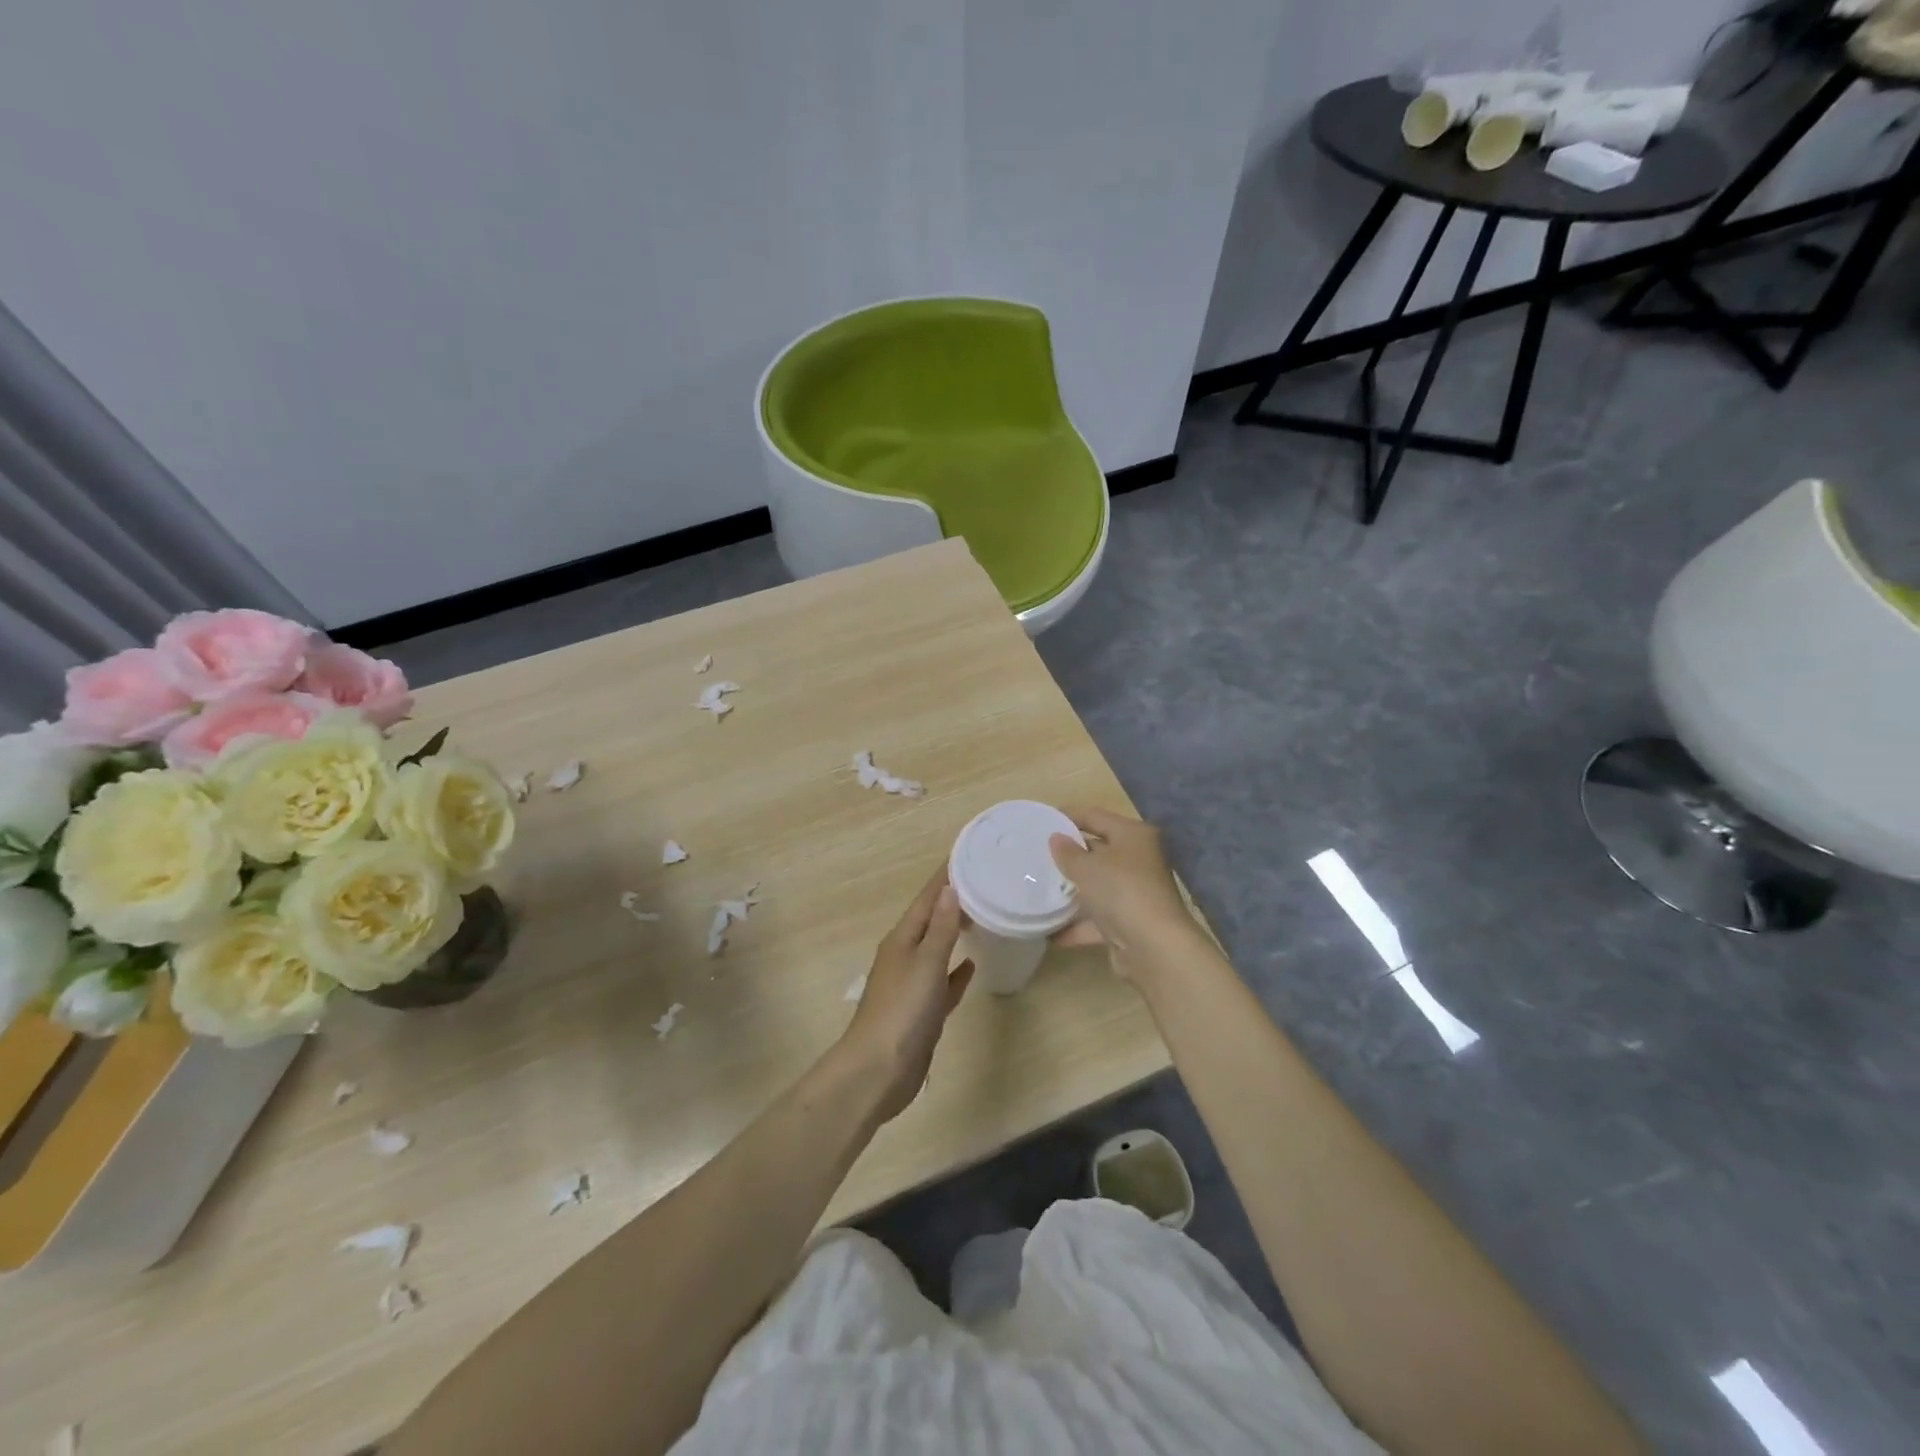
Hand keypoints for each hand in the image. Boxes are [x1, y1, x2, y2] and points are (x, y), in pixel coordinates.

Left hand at [841, 866, 974, 1123]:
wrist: (878, 1071)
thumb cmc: (902, 1011)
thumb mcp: (925, 963)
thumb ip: (941, 928)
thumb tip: (949, 889)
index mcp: (902, 939)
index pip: (926, 899)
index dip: (944, 877)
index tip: (967, 854)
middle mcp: (905, 956)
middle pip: (932, 921)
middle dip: (953, 902)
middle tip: (985, 883)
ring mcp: (913, 985)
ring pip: (938, 950)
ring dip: (956, 933)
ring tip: (983, 916)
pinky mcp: (923, 1011)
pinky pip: (943, 982)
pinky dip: (956, 971)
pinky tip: (972, 965)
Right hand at [1048, 807, 1195, 978]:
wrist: (1154, 947)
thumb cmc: (1121, 891)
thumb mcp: (1087, 867)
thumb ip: (1068, 853)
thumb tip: (1056, 838)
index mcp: (1133, 835)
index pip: (1096, 816)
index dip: (1069, 816)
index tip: (1041, 820)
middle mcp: (1138, 860)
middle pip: (1098, 851)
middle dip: (1069, 854)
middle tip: (1036, 854)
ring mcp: (1135, 893)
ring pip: (1098, 885)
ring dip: (1071, 890)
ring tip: (1038, 888)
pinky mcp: (1129, 923)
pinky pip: (1097, 919)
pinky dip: (1076, 925)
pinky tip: (1049, 931)